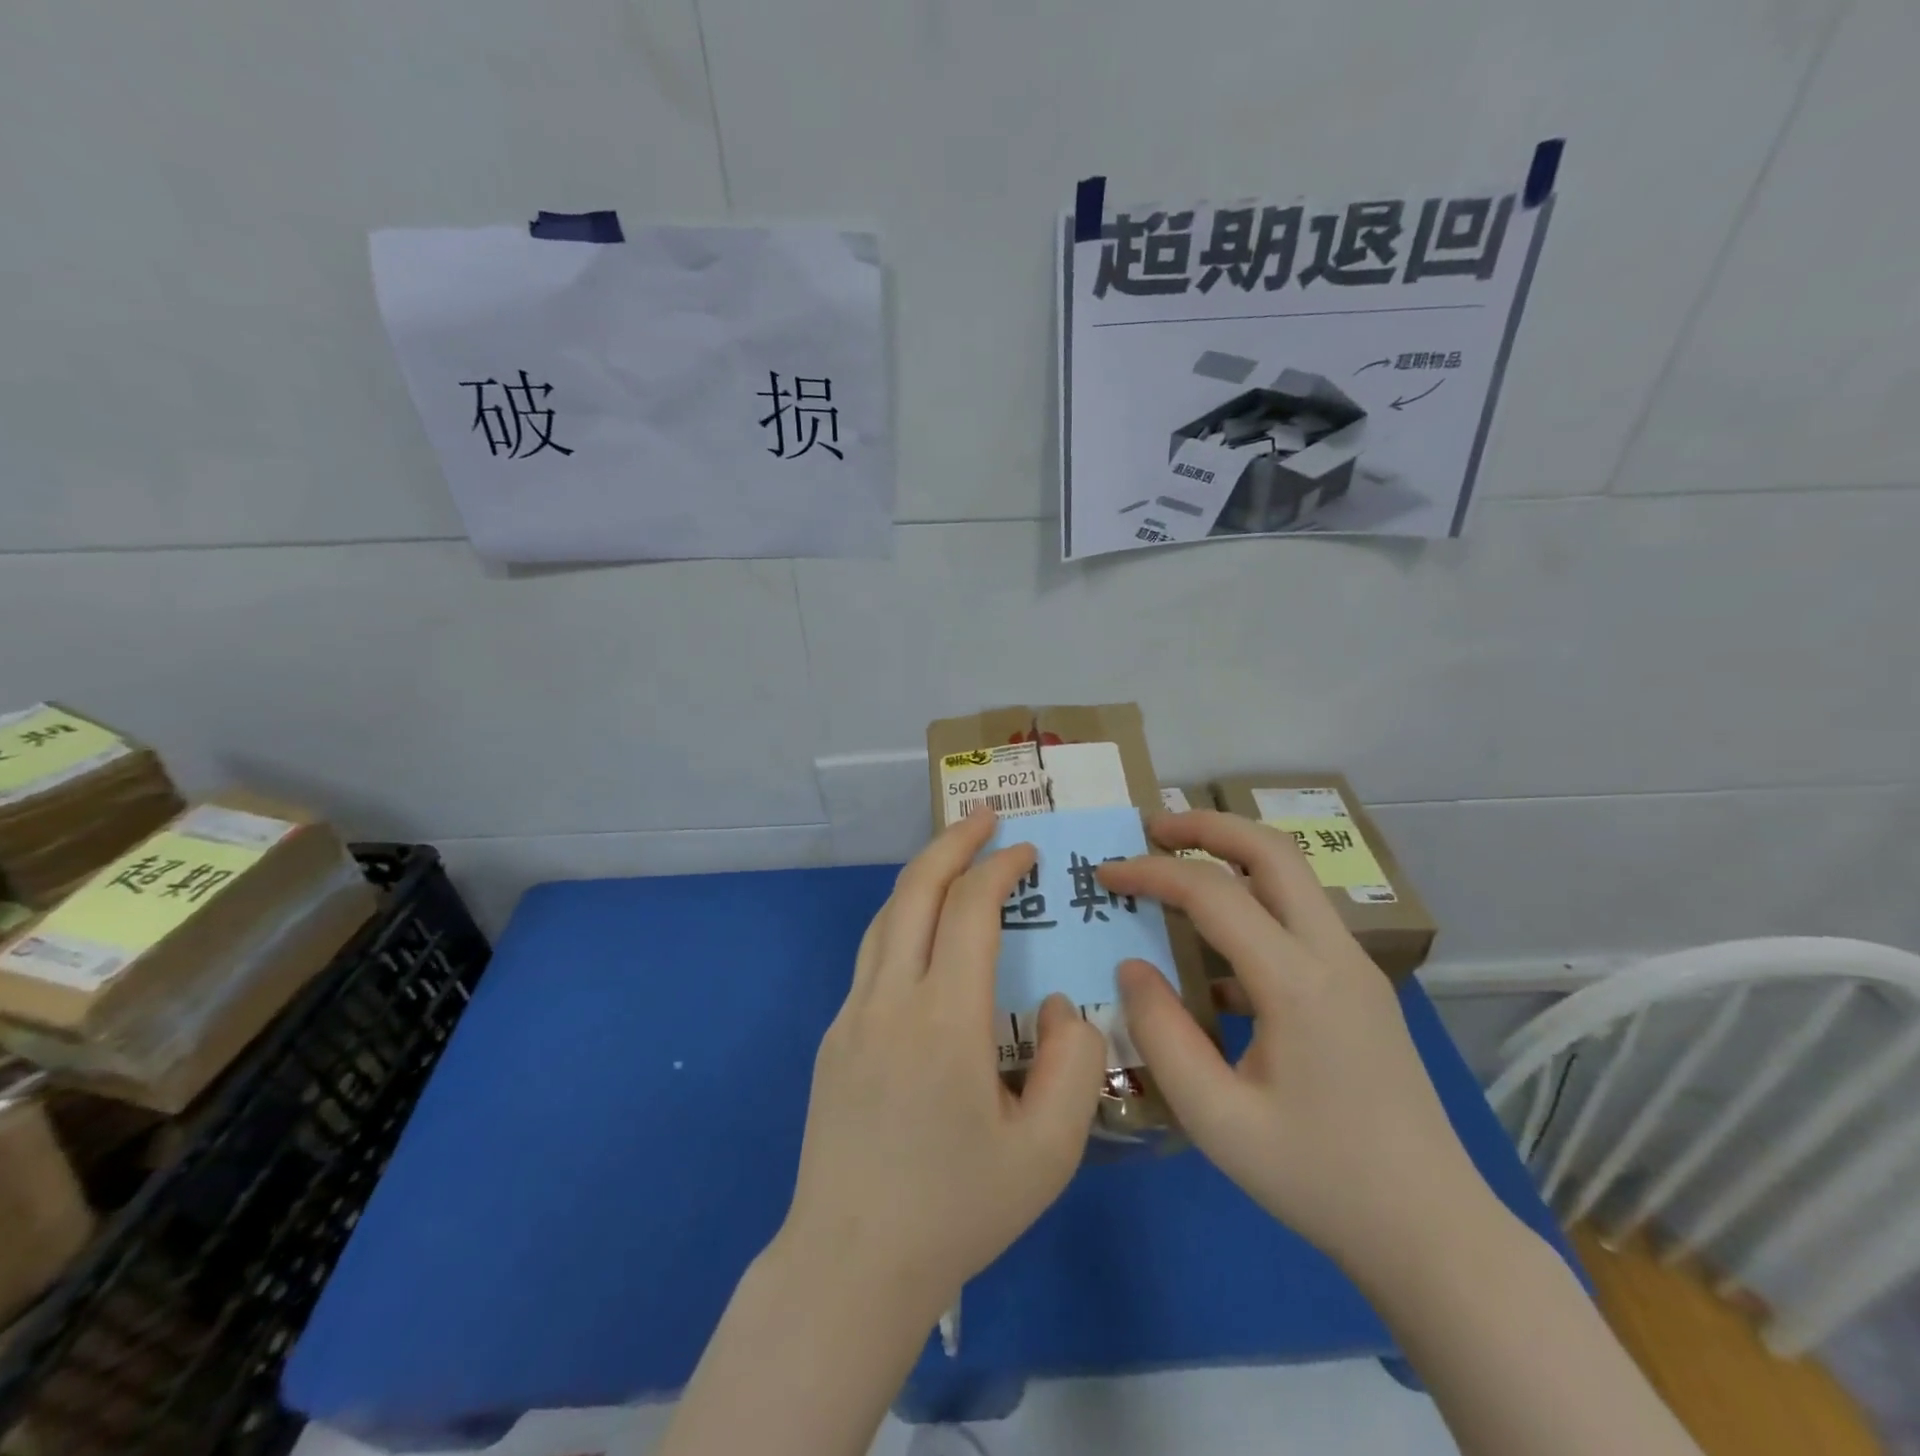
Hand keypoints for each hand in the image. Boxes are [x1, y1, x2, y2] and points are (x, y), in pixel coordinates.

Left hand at [777, 810, 1106, 1321]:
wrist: (851, 1263)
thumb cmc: (957, 1210)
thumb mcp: (1049, 1151)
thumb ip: (1074, 1063)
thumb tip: (1060, 1003)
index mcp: (944, 1018)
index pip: (971, 909)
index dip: (1000, 867)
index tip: (1027, 850)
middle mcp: (890, 998)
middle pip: (915, 890)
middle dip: (953, 842)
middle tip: (985, 816)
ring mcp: (852, 1013)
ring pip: (885, 916)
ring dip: (922, 876)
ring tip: (956, 860)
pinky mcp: (834, 1035)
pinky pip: (872, 954)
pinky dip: (903, 920)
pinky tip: (926, 936)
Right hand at [1097, 811, 1494, 1273]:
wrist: (1433, 1232)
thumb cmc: (1318, 1179)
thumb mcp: (1217, 1119)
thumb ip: (1162, 1034)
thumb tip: (1132, 965)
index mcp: (1298, 983)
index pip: (1213, 893)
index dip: (1151, 873)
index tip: (1104, 873)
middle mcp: (1334, 955)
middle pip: (1271, 851)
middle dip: (1206, 826)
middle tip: (1151, 827)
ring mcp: (1355, 967)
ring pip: (1291, 878)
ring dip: (1232, 857)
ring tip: (1176, 866)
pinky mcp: (1359, 987)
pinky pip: (1298, 920)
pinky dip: (1251, 905)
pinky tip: (1213, 955)